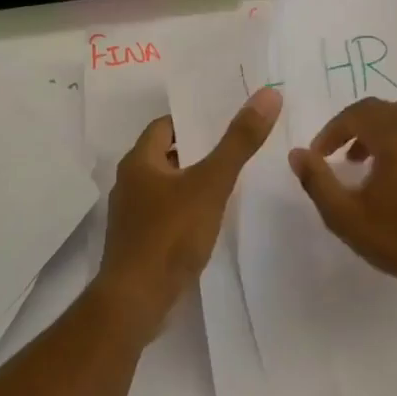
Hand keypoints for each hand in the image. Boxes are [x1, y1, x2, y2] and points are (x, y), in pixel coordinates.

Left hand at [97, 86, 281, 339]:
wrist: (137, 301)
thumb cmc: (170, 234)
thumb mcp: (211, 183)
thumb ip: (239, 142)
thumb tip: (268, 94)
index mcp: (139, 162)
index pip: (164, 126)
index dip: (192, 120)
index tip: (223, 120)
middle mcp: (129, 183)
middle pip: (165, 155)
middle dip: (196, 150)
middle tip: (234, 146)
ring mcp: (131, 216)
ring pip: (165, 186)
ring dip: (191, 181)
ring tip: (228, 181)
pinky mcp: (138, 243)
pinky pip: (164, 214)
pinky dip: (185, 209)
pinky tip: (209, 219)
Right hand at [288, 99, 396, 302]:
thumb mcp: (345, 216)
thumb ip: (317, 181)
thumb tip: (297, 154)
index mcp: (395, 138)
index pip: (357, 113)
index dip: (332, 130)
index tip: (319, 155)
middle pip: (383, 109)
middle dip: (355, 126)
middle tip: (340, 155)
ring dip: (380, 132)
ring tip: (366, 165)